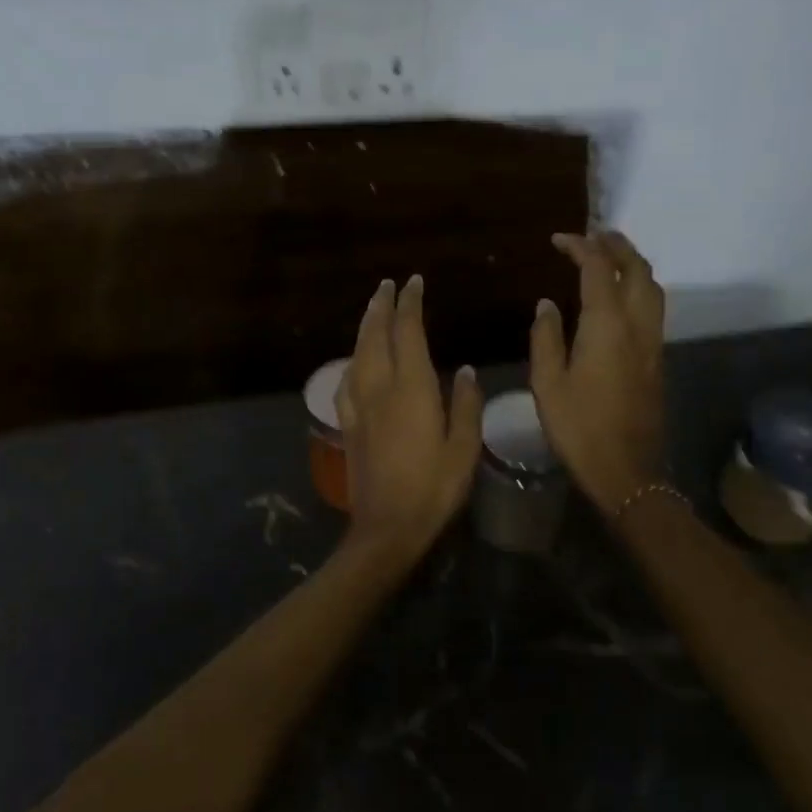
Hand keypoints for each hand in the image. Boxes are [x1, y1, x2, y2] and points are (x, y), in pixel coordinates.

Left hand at [337, 276, 482, 568]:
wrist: (387, 527)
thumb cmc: (434, 489)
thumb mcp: (464, 448)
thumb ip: (465, 405)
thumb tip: (464, 371)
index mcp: (412, 389)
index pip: (408, 332)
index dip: (410, 304)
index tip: (414, 283)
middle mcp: (380, 389)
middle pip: (375, 336)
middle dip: (380, 306)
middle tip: (386, 285)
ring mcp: (359, 407)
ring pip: (357, 354)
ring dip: (364, 327)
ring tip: (371, 311)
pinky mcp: (348, 426)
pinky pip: (346, 381)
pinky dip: (352, 360)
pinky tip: (355, 362)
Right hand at [530, 232, 666, 511]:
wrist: (626, 470)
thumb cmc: (579, 428)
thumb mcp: (547, 383)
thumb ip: (546, 337)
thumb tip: (547, 305)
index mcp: (607, 326)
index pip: (599, 269)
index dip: (581, 247)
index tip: (559, 239)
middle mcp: (637, 326)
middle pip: (638, 269)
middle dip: (617, 245)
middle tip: (593, 235)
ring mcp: (653, 343)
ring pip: (652, 287)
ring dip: (633, 264)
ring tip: (609, 257)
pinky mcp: (657, 359)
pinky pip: (653, 308)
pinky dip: (638, 288)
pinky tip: (619, 297)